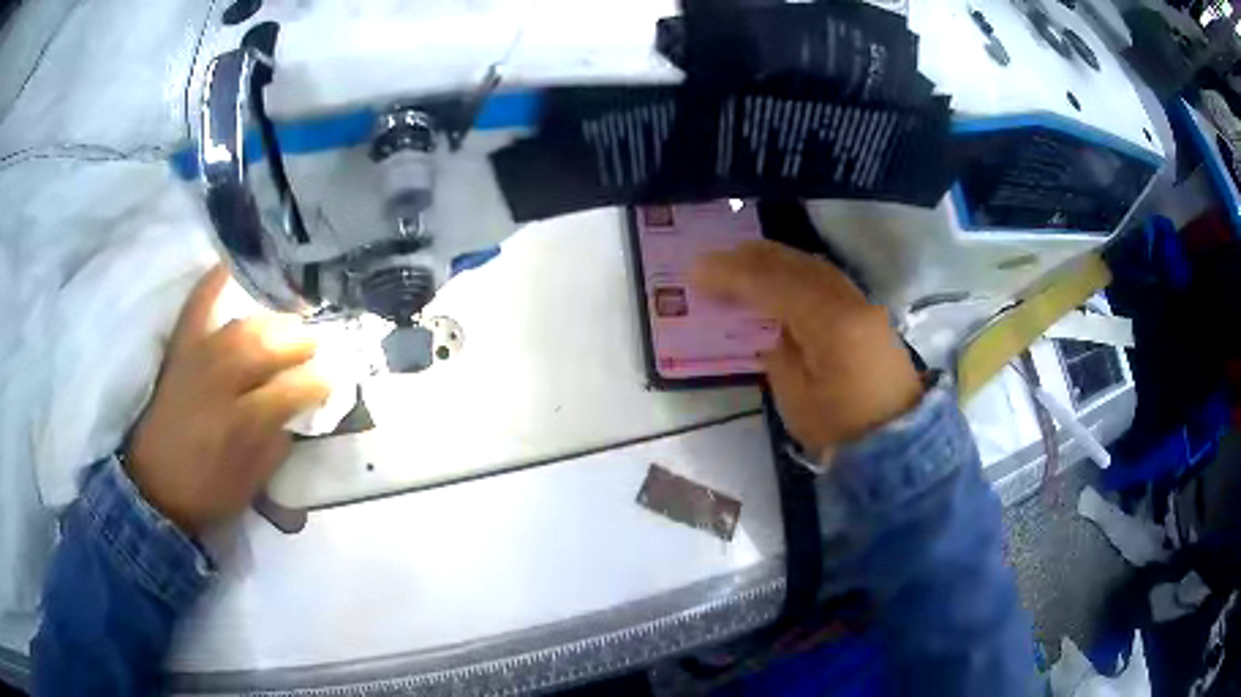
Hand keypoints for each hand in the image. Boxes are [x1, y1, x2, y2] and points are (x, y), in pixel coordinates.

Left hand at [124, 266, 330, 533]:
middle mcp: (220, 383)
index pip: (289, 391)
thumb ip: (275, 447)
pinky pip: (196, 309)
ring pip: (240, 328)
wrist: (155, 487)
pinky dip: (211, 284)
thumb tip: (295, 416)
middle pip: (266, 350)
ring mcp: (197, 361)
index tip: (333, 379)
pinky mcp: (180, 352)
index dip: (315, 383)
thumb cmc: (206, 492)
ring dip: (269, 322)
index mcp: (241, 423)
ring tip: (288, 320)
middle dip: (298, 343)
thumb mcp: (250, 486)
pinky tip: (228, 264)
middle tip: (316, 343)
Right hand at [693, 240, 922, 455]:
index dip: (731, 274)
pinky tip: (781, 277)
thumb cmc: (841, 431)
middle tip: (715, 259)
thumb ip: (778, 352)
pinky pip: (826, 278)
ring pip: (813, 266)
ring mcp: (863, 303)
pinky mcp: (868, 313)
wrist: (899, 444)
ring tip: (742, 260)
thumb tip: (771, 326)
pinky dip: (797, 271)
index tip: (697, 271)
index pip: (772, 284)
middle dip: (751, 258)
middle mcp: (849, 300)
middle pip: (795, 264)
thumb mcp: (796, 399)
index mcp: (829, 323)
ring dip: (775, 259)